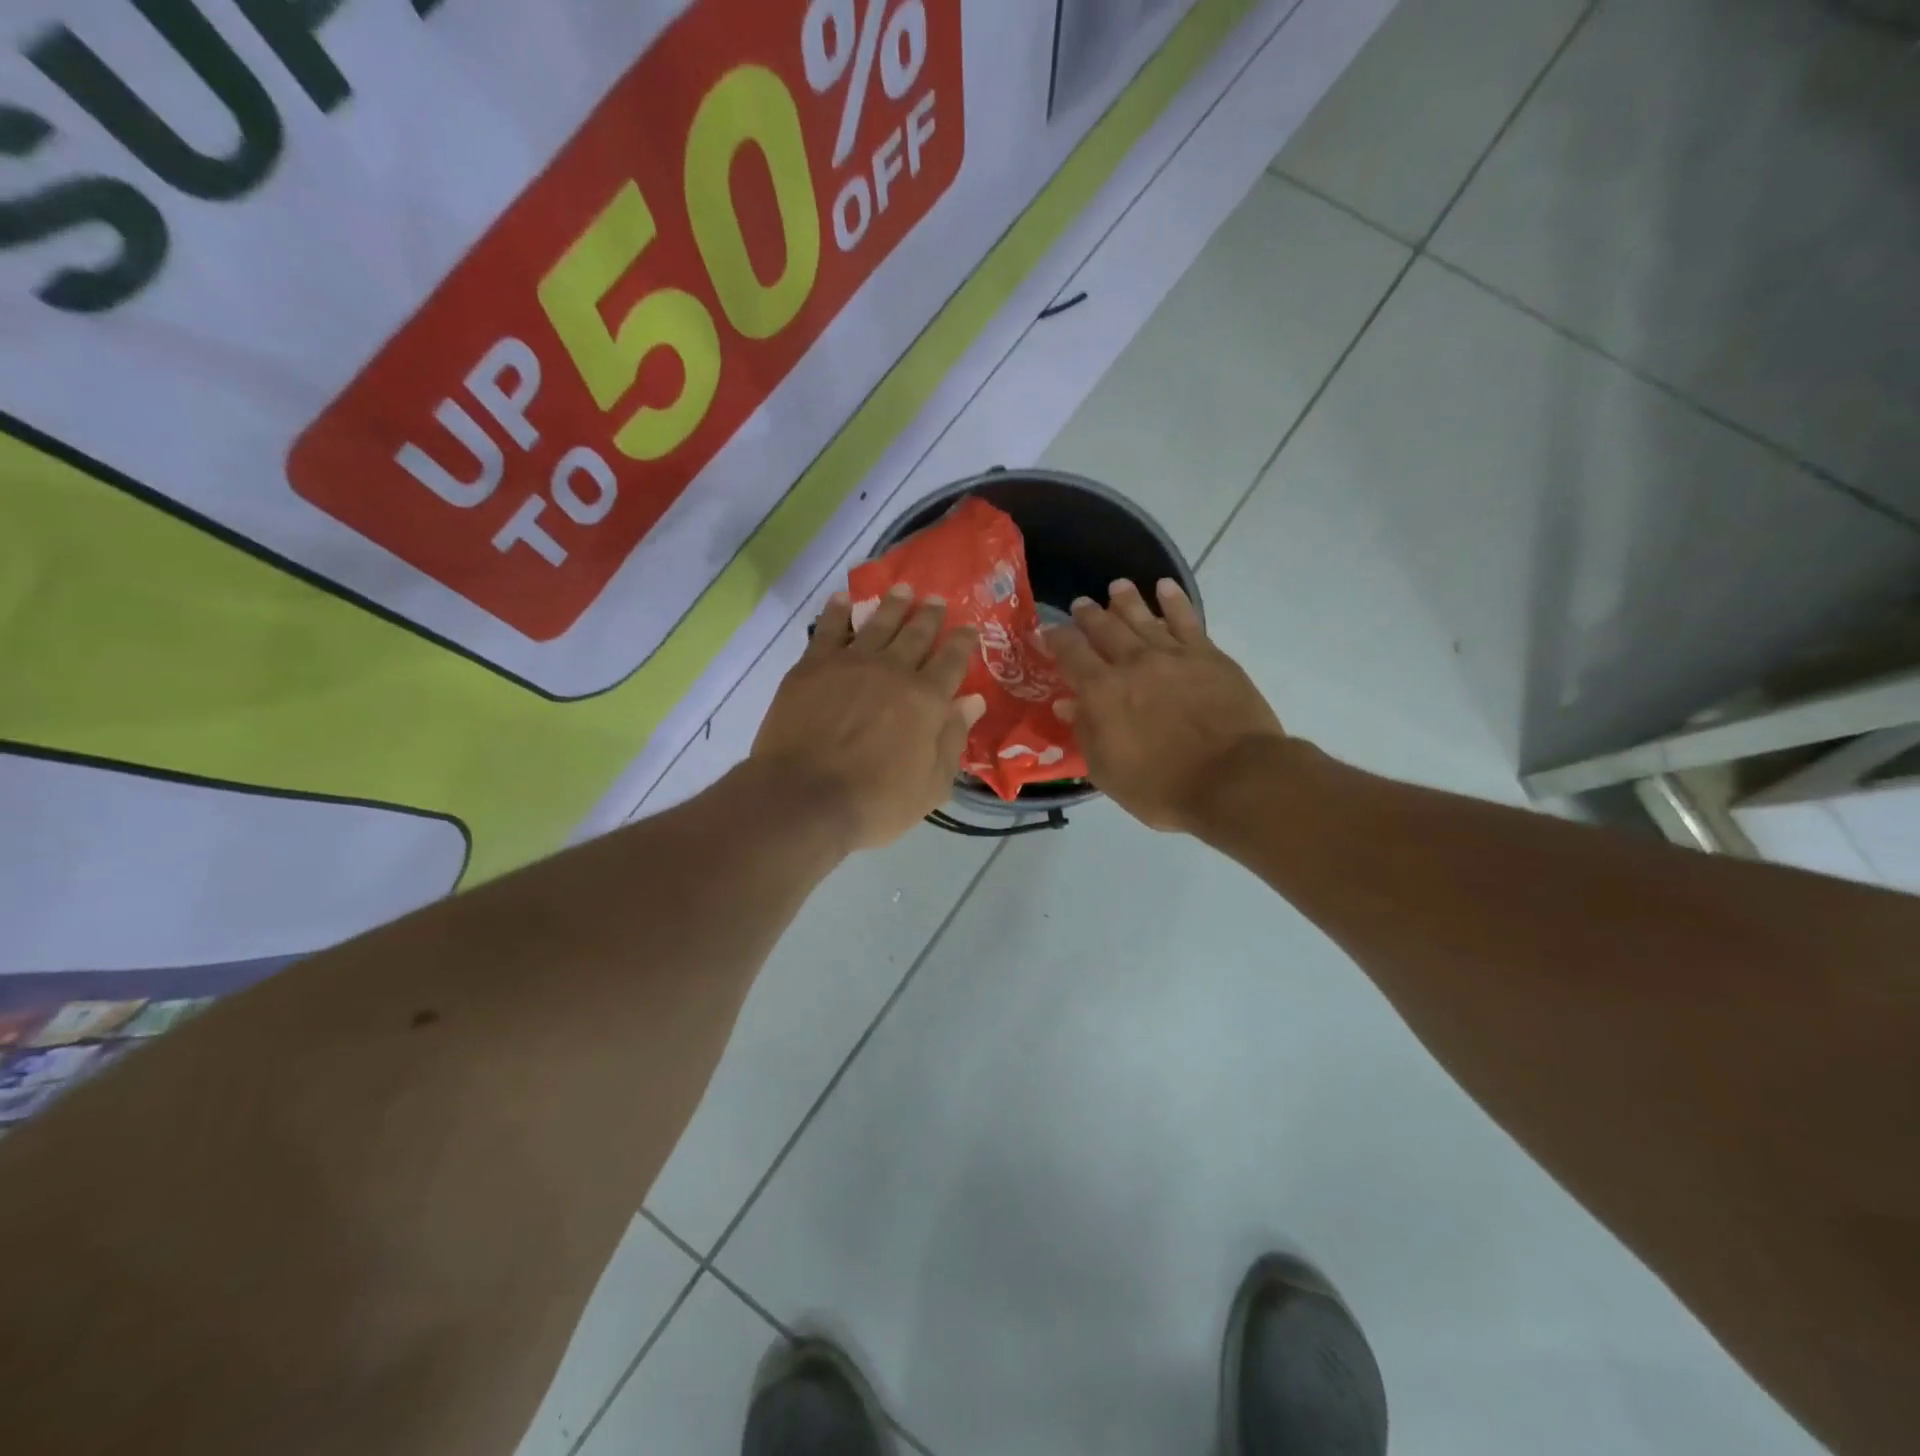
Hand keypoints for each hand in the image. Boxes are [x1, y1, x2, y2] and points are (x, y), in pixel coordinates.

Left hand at [752, 585, 986, 851]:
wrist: (805, 798)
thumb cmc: (876, 802)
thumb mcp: (932, 785)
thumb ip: (953, 739)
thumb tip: (972, 701)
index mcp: (927, 699)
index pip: (952, 661)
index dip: (963, 642)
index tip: (969, 627)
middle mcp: (893, 670)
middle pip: (917, 634)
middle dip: (930, 615)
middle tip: (937, 599)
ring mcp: (851, 663)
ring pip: (878, 623)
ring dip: (893, 604)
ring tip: (902, 589)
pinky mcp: (813, 666)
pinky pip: (829, 629)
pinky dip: (838, 611)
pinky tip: (843, 599)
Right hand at [1049, 578, 1285, 833]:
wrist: (1234, 779)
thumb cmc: (1163, 787)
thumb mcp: (1108, 772)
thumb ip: (1086, 733)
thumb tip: (1066, 705)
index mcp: (1101, 692)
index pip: (1070, 654)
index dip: (1056, 639)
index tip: (1047, 632)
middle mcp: (1132, 663)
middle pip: (1104, 629)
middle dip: (1088, 615)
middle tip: (1080, 604)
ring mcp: (1173, 655)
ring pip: (1143, 617)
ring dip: (1126, 600)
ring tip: (1117, 587)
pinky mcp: (1208, 655)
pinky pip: (1186, 619)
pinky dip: (1174, 601)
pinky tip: (1165, 588)